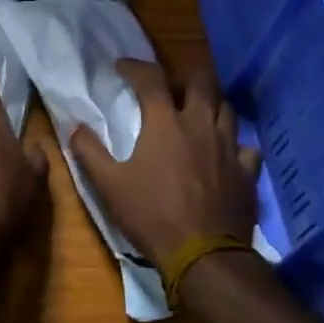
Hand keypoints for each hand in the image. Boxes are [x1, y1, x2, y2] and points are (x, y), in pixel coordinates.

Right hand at [69, 58, 259, 271]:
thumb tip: (75, 127)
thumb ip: (89, 152)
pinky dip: (234, 144)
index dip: (135, 67)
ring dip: (210, 105)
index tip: (122, 67)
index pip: (151, 78)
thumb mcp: (109, 186)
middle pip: (202, 81)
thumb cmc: (152, 216)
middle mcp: (201, 125)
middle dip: (184, 76)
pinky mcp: (248, 172)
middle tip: (169, 88)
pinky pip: (246, 146)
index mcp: (166, 123)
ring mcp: (229, 147)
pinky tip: (225, 153)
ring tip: (197, 115)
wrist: (204, 255)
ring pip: (227, 108)